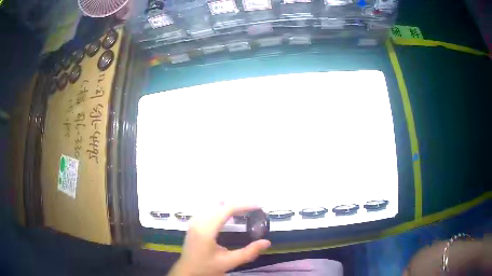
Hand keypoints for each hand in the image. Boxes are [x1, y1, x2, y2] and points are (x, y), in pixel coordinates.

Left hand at [168, 204, 270, 275]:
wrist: (187, 272)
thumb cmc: (206, 268)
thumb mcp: (228, 263)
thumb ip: (248, 253)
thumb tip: (266, 242)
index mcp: (206, 229)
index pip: (226, 209)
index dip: (244, 205)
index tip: (259, 207)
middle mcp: (198, 221)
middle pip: (220, 204)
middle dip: (238, 204)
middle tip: (254, 209)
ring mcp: (194, 221)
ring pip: (213, 205)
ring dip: (229, 205)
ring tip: (245, 211)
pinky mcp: (193, 224)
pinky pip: (208, 209)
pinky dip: (221, 208)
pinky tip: (229, 215)